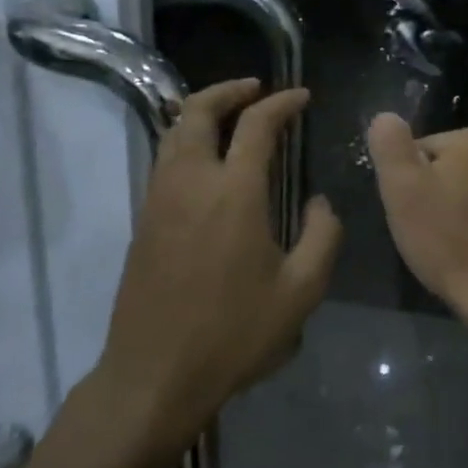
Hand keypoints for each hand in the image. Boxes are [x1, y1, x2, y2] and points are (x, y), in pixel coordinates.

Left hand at [96, 80, 342, 447]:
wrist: (154, 377)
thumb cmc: (234, 334)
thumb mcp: (302, 291)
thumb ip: (323, 236)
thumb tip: (319, 203)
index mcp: (234, 193)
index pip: (257, 125)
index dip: (282, 103)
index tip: (302, 97)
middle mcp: (191, 183)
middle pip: (198, 112)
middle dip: (228, 91)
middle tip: (256, 89)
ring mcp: (160, 201)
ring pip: (174, 134)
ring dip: (203, 113)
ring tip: (232, 117)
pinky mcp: (144, 222)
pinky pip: (164, 160)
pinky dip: (187, 141)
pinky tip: (209, 162)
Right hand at [366, 114, 467, 353]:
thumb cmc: (446, 239)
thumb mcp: (401, 188)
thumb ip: (390, 145)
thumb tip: (386, 117)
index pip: (424, 150)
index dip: (410, 181)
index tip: (411, 211)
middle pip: (452, 168)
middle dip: (437, 193)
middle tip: (428, 230)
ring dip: (461, 211)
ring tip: (450, 245)